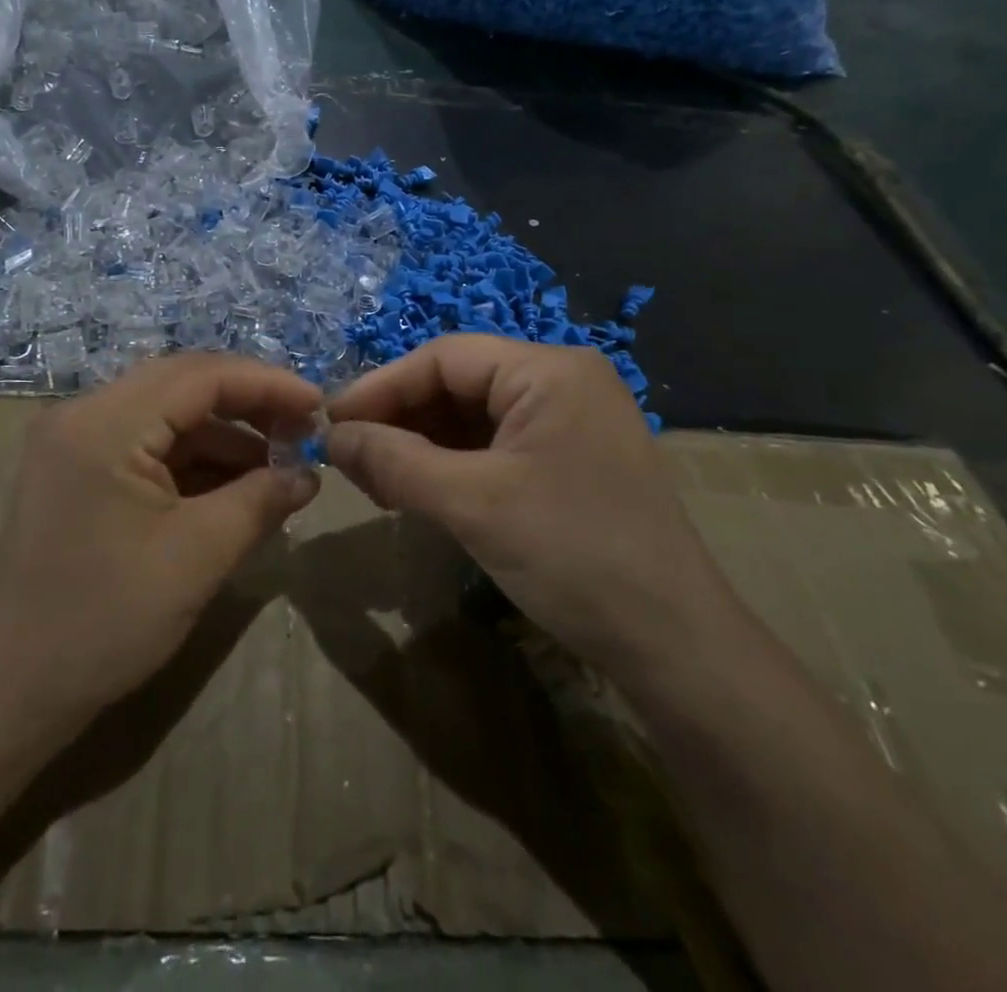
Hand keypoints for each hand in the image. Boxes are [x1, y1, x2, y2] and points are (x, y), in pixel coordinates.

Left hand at [0, 353, 322, 745]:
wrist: (9, 691)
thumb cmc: (104, 621)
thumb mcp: (198, 556)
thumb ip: (260, 500)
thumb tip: (308, 474)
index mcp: (105, 423)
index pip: (201, 375)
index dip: (267, 384)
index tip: (319, 406)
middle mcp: (84, 414)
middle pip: (182, 385)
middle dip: (248, 405)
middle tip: (301, 431)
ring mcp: (76, 442)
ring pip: (166, 415)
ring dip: (223, 436)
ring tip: (278, 469)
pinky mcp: (78, 472)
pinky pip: (147, 446)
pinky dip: (194, 460)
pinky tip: (234, 488)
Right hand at [325, 335, 735, 681]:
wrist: (675, 647)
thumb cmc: (572, 555)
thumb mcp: (471, 503)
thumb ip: (393, 461)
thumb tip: (330, 437)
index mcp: (548, 370)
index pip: (444, 358)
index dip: (381, 387)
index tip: (330, 423)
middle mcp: (561, 382)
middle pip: (457, 384)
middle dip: (400, 419)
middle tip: (348, 457)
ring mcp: (569, 422)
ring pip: (472, 417)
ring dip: (420, 444)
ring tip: (374, 479)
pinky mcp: (568, 460)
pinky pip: (494, 446)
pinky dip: (451, 465)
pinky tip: (417, 490)